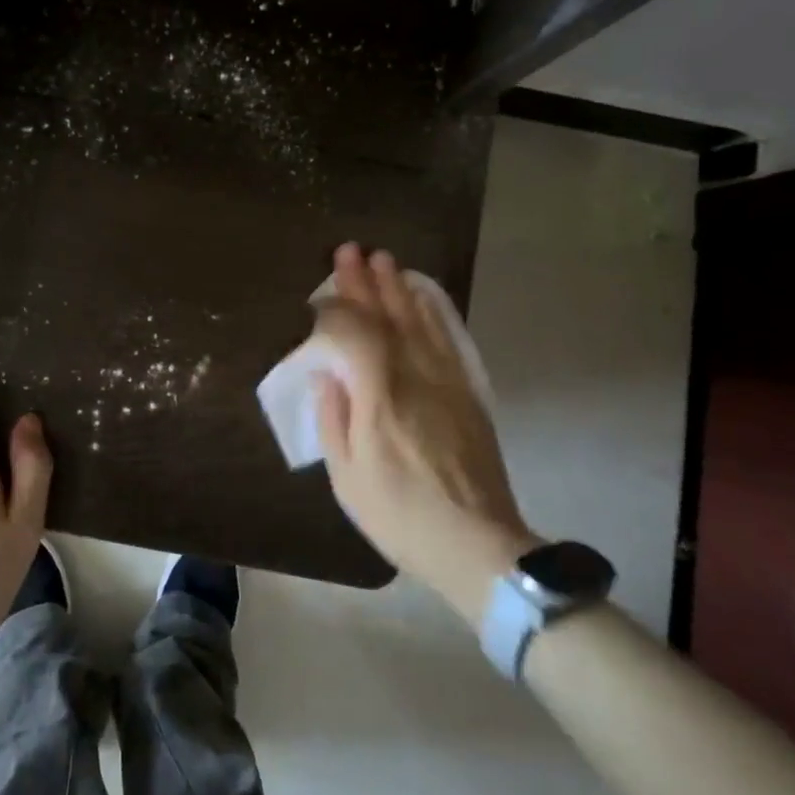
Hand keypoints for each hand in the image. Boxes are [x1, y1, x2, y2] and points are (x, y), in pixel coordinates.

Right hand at [312, 244, 538, 620]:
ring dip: (397, 287)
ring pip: (418, 320)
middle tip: (348, 250)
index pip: (353, 333)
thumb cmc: (399, 514)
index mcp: (378, 397)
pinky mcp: (466, 390)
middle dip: (364, 283)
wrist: (477, 544)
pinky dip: (431, 311)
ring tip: (382, 259)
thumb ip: (333, 417)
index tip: (317, 302)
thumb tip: (326, 374)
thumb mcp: (347, 475)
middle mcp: (413, 376)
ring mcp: (445, 380)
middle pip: (386, 317)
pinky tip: (421, 295)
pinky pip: (446, 338)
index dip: (334, 311)